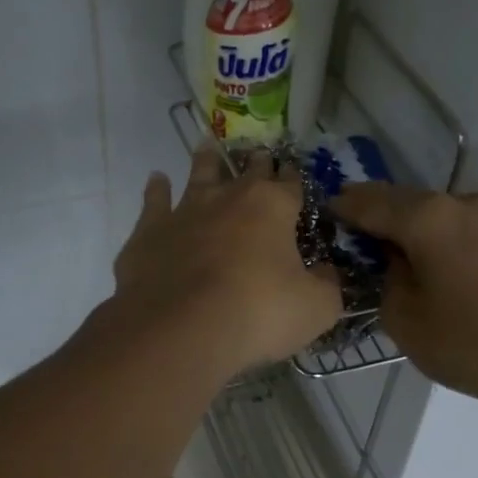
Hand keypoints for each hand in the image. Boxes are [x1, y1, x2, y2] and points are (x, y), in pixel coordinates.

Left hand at [113, 149, 342, 378]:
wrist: (180, 329)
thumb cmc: (257, 315)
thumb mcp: (315, 309)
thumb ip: (327, 285)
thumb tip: (327, 273)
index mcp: (272, 207)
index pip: (290, 185)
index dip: (294, 180)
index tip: (294, 175)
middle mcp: (228, 197)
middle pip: (247, 172)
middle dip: (257, 164)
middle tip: (259, 155)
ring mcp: (185, 211)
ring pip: (199, 175)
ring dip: (206, 161)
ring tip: (207, 148)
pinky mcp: (150, 232)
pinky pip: (154, 201)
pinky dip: (157, 189)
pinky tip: (157, 180)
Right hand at [332, 184, 477, 420]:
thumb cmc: (474, 341)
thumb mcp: (405, 320)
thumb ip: (386, 282)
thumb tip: (394, 263)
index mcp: (426, 217)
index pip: (367, 201)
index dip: (339, 208)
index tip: (319, 218)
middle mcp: (460, 204)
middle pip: (402, 203)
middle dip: (373, 218)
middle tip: (349, 244)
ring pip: (432, 218)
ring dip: (406, 233)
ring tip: (387, 262)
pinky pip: (456, 233)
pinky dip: (433, 244)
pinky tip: (428, 270)